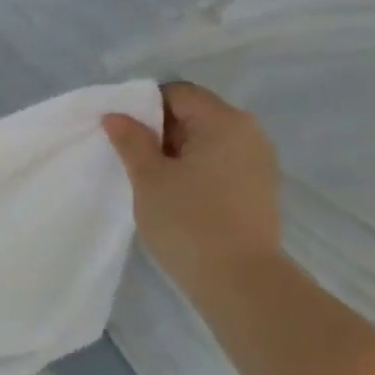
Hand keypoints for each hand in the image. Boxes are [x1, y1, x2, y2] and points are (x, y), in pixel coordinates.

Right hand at [102, 81, 282, 294]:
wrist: (240, 281)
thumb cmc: (188, 220)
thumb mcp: (148, 177)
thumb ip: (131, 140)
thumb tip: (116, 115)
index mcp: (224, 121)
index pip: (178, 93)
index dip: (144, 106)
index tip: (121, 133)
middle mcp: (249, 133)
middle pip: (194, 114)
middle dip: (159, 130)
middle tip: (130, 157)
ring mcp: (258, 162)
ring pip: (206, 141)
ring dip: (175, 152)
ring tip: (149, 179)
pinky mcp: (258, 189)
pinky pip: (219, 163)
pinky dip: (194, 170)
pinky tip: (175, 195)